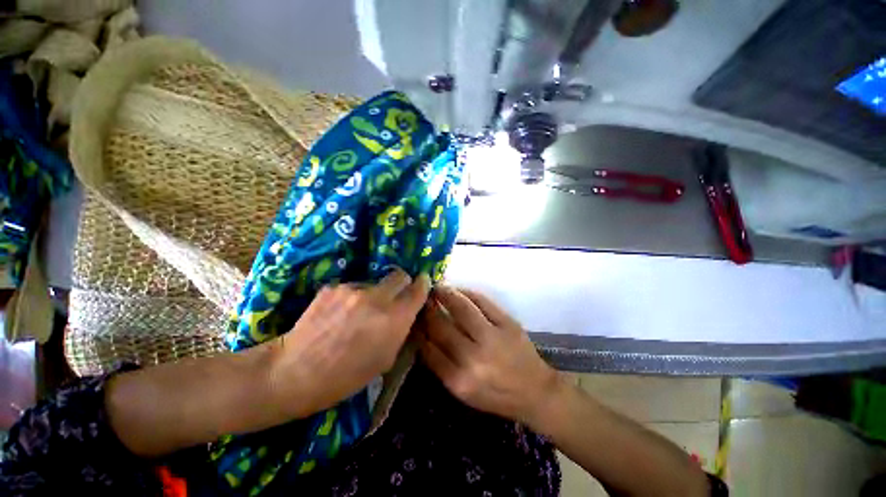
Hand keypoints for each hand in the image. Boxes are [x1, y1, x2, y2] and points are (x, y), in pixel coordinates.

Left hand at [268, 269, 430, 417]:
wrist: (295, 372)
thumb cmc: (345, 377)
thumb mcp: (385, 359)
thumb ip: (402, 330)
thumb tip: (409, 312)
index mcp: (394, 319)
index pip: (418, 289)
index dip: (422, 285)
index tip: (422, 284)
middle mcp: (377, 298)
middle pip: (399, 275)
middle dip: (401, 283)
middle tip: (393, 298)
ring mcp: (353, 289)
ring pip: (375, 282)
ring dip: (374, 293)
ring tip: (358, 313)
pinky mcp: (333, 287)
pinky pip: (353, 287)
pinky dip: (353, 297)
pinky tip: (339, 314)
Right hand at [417, 286, 562, 426]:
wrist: (535, 392)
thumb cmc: (495, 395)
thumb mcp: (462, 392)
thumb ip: (440, 365)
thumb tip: (423, 335)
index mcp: (458, 380)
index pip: (427, 348)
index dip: (417, 329)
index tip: (412, 317)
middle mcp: (473, 359)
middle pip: (441, 326)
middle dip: (428, 309)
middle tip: (422, 299)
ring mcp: (492, 338)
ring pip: (461, 308)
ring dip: (445, 294)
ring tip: (437, 288)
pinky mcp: (508, 323)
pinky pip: (483, 301)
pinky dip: (467, 293)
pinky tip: (459, 290)